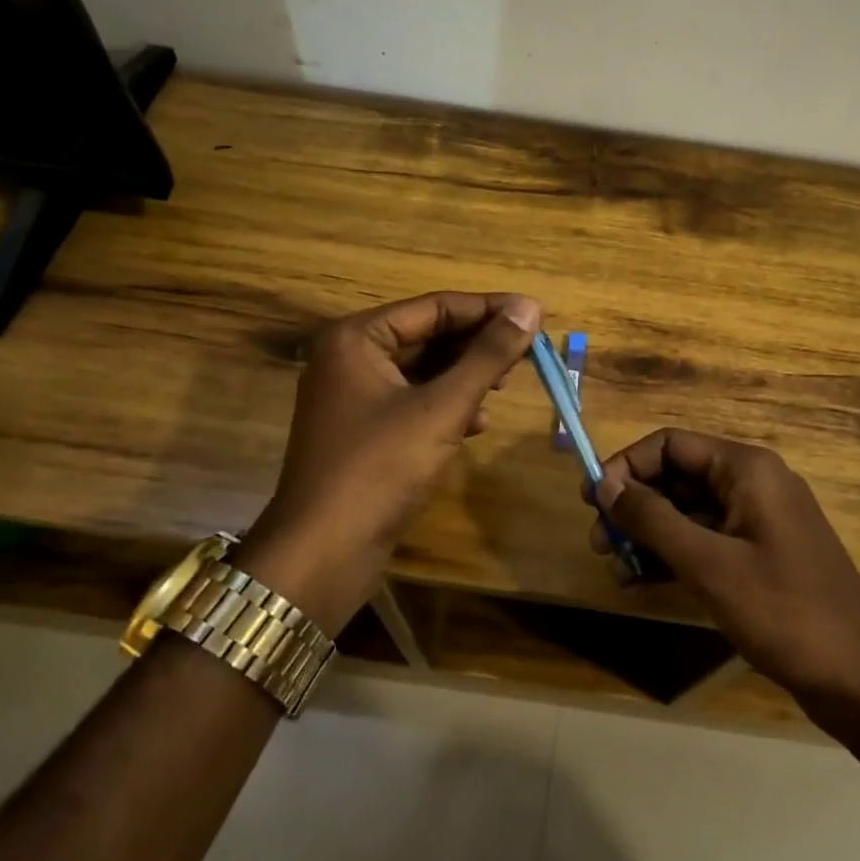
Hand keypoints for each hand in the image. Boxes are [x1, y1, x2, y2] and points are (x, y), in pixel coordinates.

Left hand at [243, 291, 541, 630]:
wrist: (323, 553)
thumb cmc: (381, 468)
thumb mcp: (442, 407)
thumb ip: (487, 355)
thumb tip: (530, 307)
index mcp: (357, 338)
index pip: (435, 307)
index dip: (489, 309)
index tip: (536, 313)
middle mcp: (350, 358)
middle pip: (428, 335)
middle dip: (478, 344)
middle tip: (528, 351)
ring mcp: (353, 397)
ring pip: (423, 370)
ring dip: (466, 376)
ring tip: (507, 385)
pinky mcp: (363, 431)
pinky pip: (413, 402)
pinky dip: (447, 406)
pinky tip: (478, 422)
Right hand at [590, 429, 859, 703]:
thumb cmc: (784, 611)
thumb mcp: (709, 564)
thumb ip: (653, 519)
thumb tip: (604, 484)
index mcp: (746, 469)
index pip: (670, 444)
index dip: (626, 466)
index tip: (592, 500)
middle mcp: (752, 484)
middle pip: (677, 476)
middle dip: (634, 505)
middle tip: (597, 542)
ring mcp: (758, 521)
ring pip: (688, 511)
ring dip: (648, 535)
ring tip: (614, 568)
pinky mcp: (759, 555)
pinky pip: (705, 541)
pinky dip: (673, 556)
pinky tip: (640, 582)